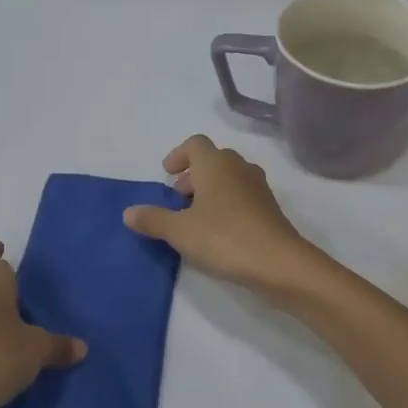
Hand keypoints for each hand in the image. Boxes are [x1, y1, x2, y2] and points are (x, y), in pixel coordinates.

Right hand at [123, 135, 321, 295]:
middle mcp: (238, 167)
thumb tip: (128, 213)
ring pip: (228, 179)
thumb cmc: (224, 238)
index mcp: (215, 164)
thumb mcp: (179, 231)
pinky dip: (226, 205)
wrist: (279, 263)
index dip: (178, 156)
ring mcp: (258, 187)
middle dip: (192, 177)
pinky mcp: (269, 209)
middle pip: (212, 160)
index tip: (167, 175)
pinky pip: (241, 197)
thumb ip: (153, 220)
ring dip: (210, 191)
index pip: (195, 144)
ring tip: (195, 219)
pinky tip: (218, 232)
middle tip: (177, 201)